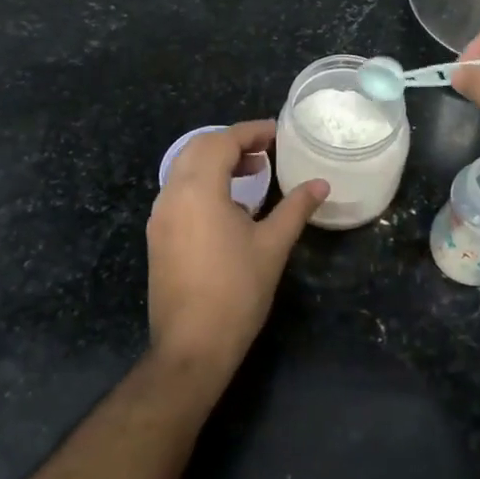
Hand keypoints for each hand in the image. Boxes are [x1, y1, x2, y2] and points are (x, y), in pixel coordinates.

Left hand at [146, 121, 327, 375]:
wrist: (192, 346)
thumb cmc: (237, 291)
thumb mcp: (273, 245)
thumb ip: (296, 208)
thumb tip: (321, 184)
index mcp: (198, 189)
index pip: (222, 141)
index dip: (251, 132)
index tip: (278, 133)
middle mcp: (172, 195)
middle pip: (197, 148)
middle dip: (231, 142)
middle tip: (266, 151)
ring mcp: (160, 217)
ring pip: (184, 170)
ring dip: (216, 162)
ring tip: (252, 174)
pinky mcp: (158, 237)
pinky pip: (179, 193)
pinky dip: (203, 183)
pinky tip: (230, 206)